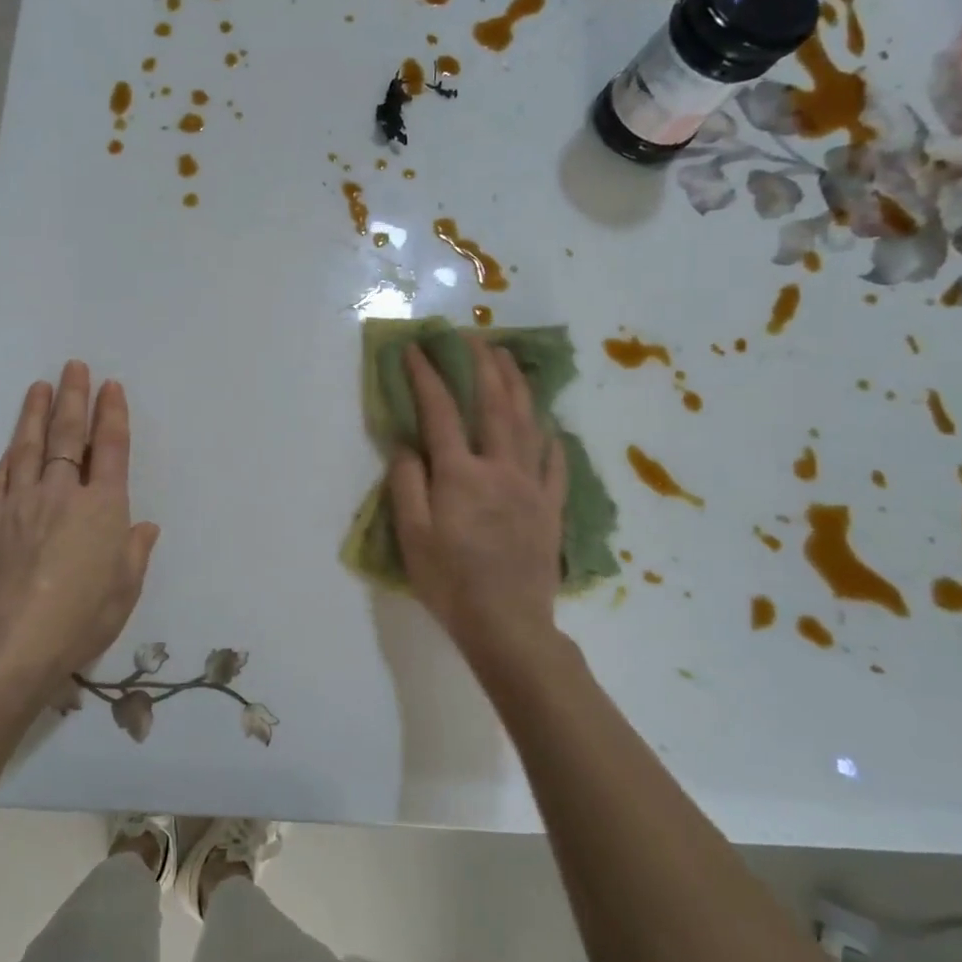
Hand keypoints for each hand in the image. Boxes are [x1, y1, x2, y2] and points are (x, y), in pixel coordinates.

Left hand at [0, 361, 159, 702]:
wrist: (10, 642)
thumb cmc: (80, 619)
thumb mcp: (124, 591)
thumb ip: (134, 553)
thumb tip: (144, 527)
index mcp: (102, 508)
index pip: (109, 448)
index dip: (111, 414)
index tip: (110, 387)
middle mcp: (62, 493)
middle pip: (68, 435)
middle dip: (74, 398)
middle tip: (74, 367)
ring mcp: (21, 502)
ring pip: (29, 446)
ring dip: (36, 413)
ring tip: (40, 386)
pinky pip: (2, 476)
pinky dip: (10, 456)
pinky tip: (12, 444)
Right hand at [388, 337, 569, 678]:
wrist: (507, 625)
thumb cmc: (450, 582)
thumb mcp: (412, 535)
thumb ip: (407, 483)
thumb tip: (407, 444)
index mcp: (460, 474)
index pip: (440, 412)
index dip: (427, 376)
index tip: (415, 349)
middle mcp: (499, 468)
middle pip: (494, 404)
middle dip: (482, 364)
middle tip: (473, 336)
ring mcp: (531, 485)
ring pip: (528, 422)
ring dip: (517, 385)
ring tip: (509, 359)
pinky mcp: (550, 507)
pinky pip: (554, 462)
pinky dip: (550, 437)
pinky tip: (548, 425)